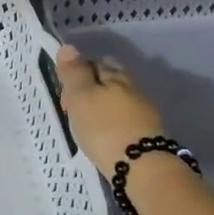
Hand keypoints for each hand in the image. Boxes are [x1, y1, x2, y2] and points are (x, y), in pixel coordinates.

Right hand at [54, 45, 167, 179]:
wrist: (141, 167)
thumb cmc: (104, 127)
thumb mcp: (81, 97)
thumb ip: (74, 72)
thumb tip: (68, 47)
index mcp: (116, 75)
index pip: (95, 62)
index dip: (77, 73)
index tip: (65, 93)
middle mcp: (133, 87)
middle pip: (109, 80)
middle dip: (91, 89)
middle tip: (74, 109)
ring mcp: (144, 111)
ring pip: (118, 100)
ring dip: (102, 108)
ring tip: (87, 126)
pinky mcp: (148, 133)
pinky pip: (125, 120)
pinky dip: (112, 124)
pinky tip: (104, 137)